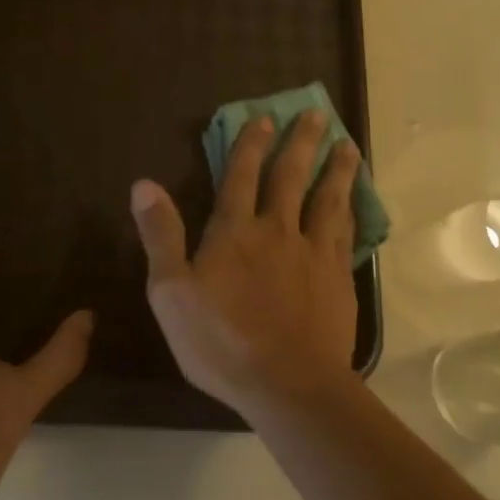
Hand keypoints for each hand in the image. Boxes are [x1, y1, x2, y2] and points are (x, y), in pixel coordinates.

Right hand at [129, 112, 360, 417]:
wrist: (289, 385)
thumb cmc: (220, 342)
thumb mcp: (171, 292)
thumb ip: (160, 235)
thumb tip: (143, 184)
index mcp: (234, 232)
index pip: (240, 176)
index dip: (250, 145)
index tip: (263, 118)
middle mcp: (277, 231)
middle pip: (291, 177)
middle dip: (300, 143)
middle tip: (315, 113)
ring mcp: (313, 253)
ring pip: (327, 199)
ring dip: (336, 169)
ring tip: (347, 146)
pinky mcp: (338, 278)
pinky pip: (346, 233)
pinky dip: (351, 211)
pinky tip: (356, 203)